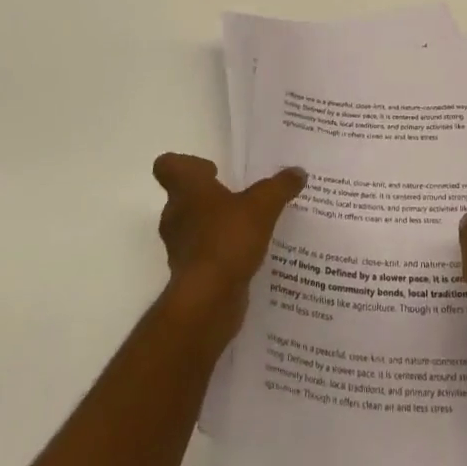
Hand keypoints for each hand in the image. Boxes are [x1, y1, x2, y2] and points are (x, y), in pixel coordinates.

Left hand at [152, 153, 304, 343]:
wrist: (208, 301)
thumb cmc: (227, 239)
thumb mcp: (263, 205)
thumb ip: (280, 186)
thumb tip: (298, 172)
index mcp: (187, 189)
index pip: (168, 165)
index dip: (187, 164)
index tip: (213, 171)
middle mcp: (176, 215)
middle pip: (184, 197)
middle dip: (209, 197)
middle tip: (238, 198)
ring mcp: (180, 247)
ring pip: (193, 227)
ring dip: (215, 226)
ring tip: (247, 228)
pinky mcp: (189, 275)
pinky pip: (203, 256)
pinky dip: (220, 254)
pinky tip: (246, 256)